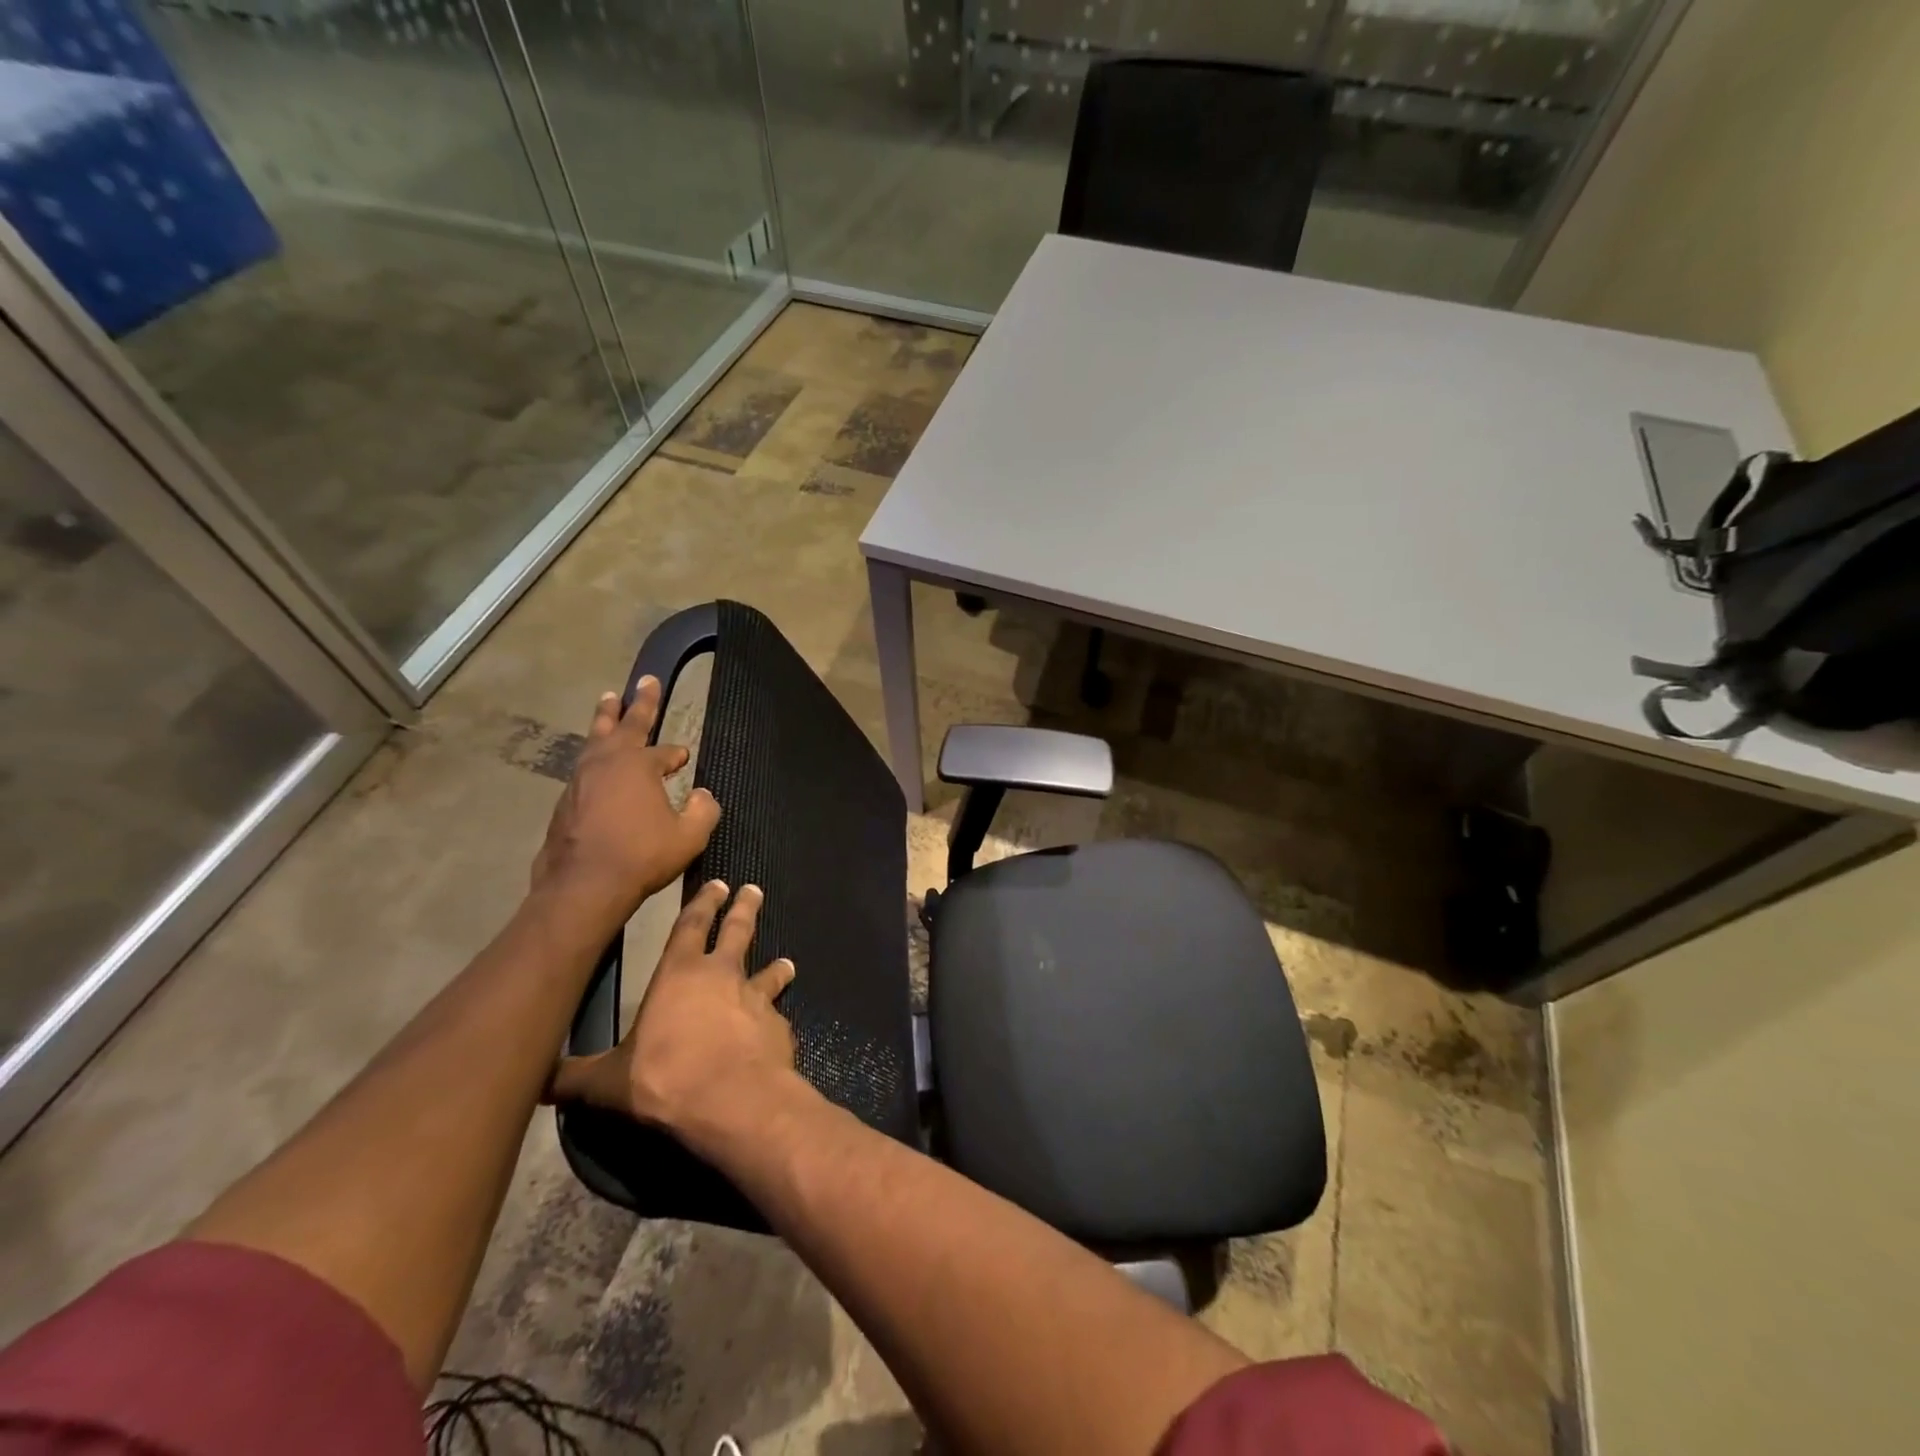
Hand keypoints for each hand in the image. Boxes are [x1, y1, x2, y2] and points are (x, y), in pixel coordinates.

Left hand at [529, 678, 720, 923]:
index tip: (683, 757)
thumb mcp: (689, 836)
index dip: (676, 754)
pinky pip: (584, 768)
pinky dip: (594, 756)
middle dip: (638, 703)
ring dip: (606, 720)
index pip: (664, 752)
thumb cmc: (642, 855)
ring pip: (595, 740)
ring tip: (608, 701)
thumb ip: (703, 811)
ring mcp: (580, 781)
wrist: (583, 885)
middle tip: (644, 680)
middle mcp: (606, 763)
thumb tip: (704, 795)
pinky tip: (596, 763)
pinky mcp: (564, 802)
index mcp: (639, 765)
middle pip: (623, 724)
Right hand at [546, 880, 800, 1140]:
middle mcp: (723, 976)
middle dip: (744, 909)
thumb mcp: (607, 1082)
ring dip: (776, 968)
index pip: (691, 925)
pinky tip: (777, 1032)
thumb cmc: (664, 1078)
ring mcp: (756, 999)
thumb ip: (575, 1078)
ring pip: (768, 973)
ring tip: (787, 963)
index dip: (703, 903)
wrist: (732, 1099)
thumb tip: (537, 1083)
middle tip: (754, 890)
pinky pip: (776, 1019)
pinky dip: (776, 1021)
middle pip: (737, 932)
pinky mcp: (778, 1027)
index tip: (719, 884)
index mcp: (680, 974)